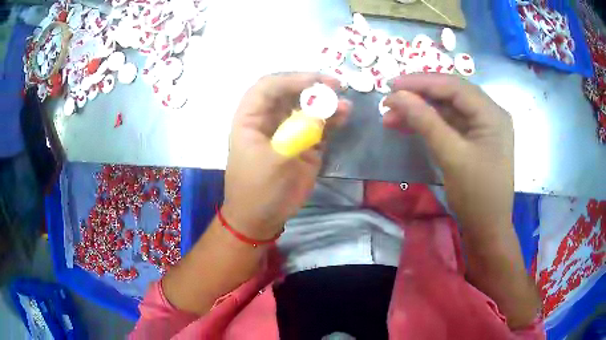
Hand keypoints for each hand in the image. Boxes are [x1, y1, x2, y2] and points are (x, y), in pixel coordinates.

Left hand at [223, 73, 349, 239]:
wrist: (261, 219)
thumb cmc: (259, 190)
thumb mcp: (276, 161)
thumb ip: (298, 134)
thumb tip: (322, 112)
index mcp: (250, 118)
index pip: (268, 87)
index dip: (292, 79)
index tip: (317, 82)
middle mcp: (269, 119)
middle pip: (289, 92)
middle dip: (312, 87)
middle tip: (336, 86)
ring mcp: (288, 130)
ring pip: (306, 107)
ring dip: (325, 103)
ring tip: (345, 104)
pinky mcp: (303, 144)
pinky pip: (318, 125)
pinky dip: (331, 119)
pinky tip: (344, 115)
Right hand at [384, 74, 513, 230]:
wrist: (487, 230)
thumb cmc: (476, 196)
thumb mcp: (451, 156)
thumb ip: (425, 121)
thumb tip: (396, 95)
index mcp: (492, 113)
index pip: (454, 86)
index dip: (421, 82)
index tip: (391, 84)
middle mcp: (489, 114)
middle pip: (450, 95)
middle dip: (418, 96)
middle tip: (389, 100)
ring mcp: (482, 128)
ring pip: (447, 109)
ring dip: (420, 111)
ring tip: (390, 117)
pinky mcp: (473, 140)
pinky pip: (449, 125)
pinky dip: (428, 125)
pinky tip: (407, 126)